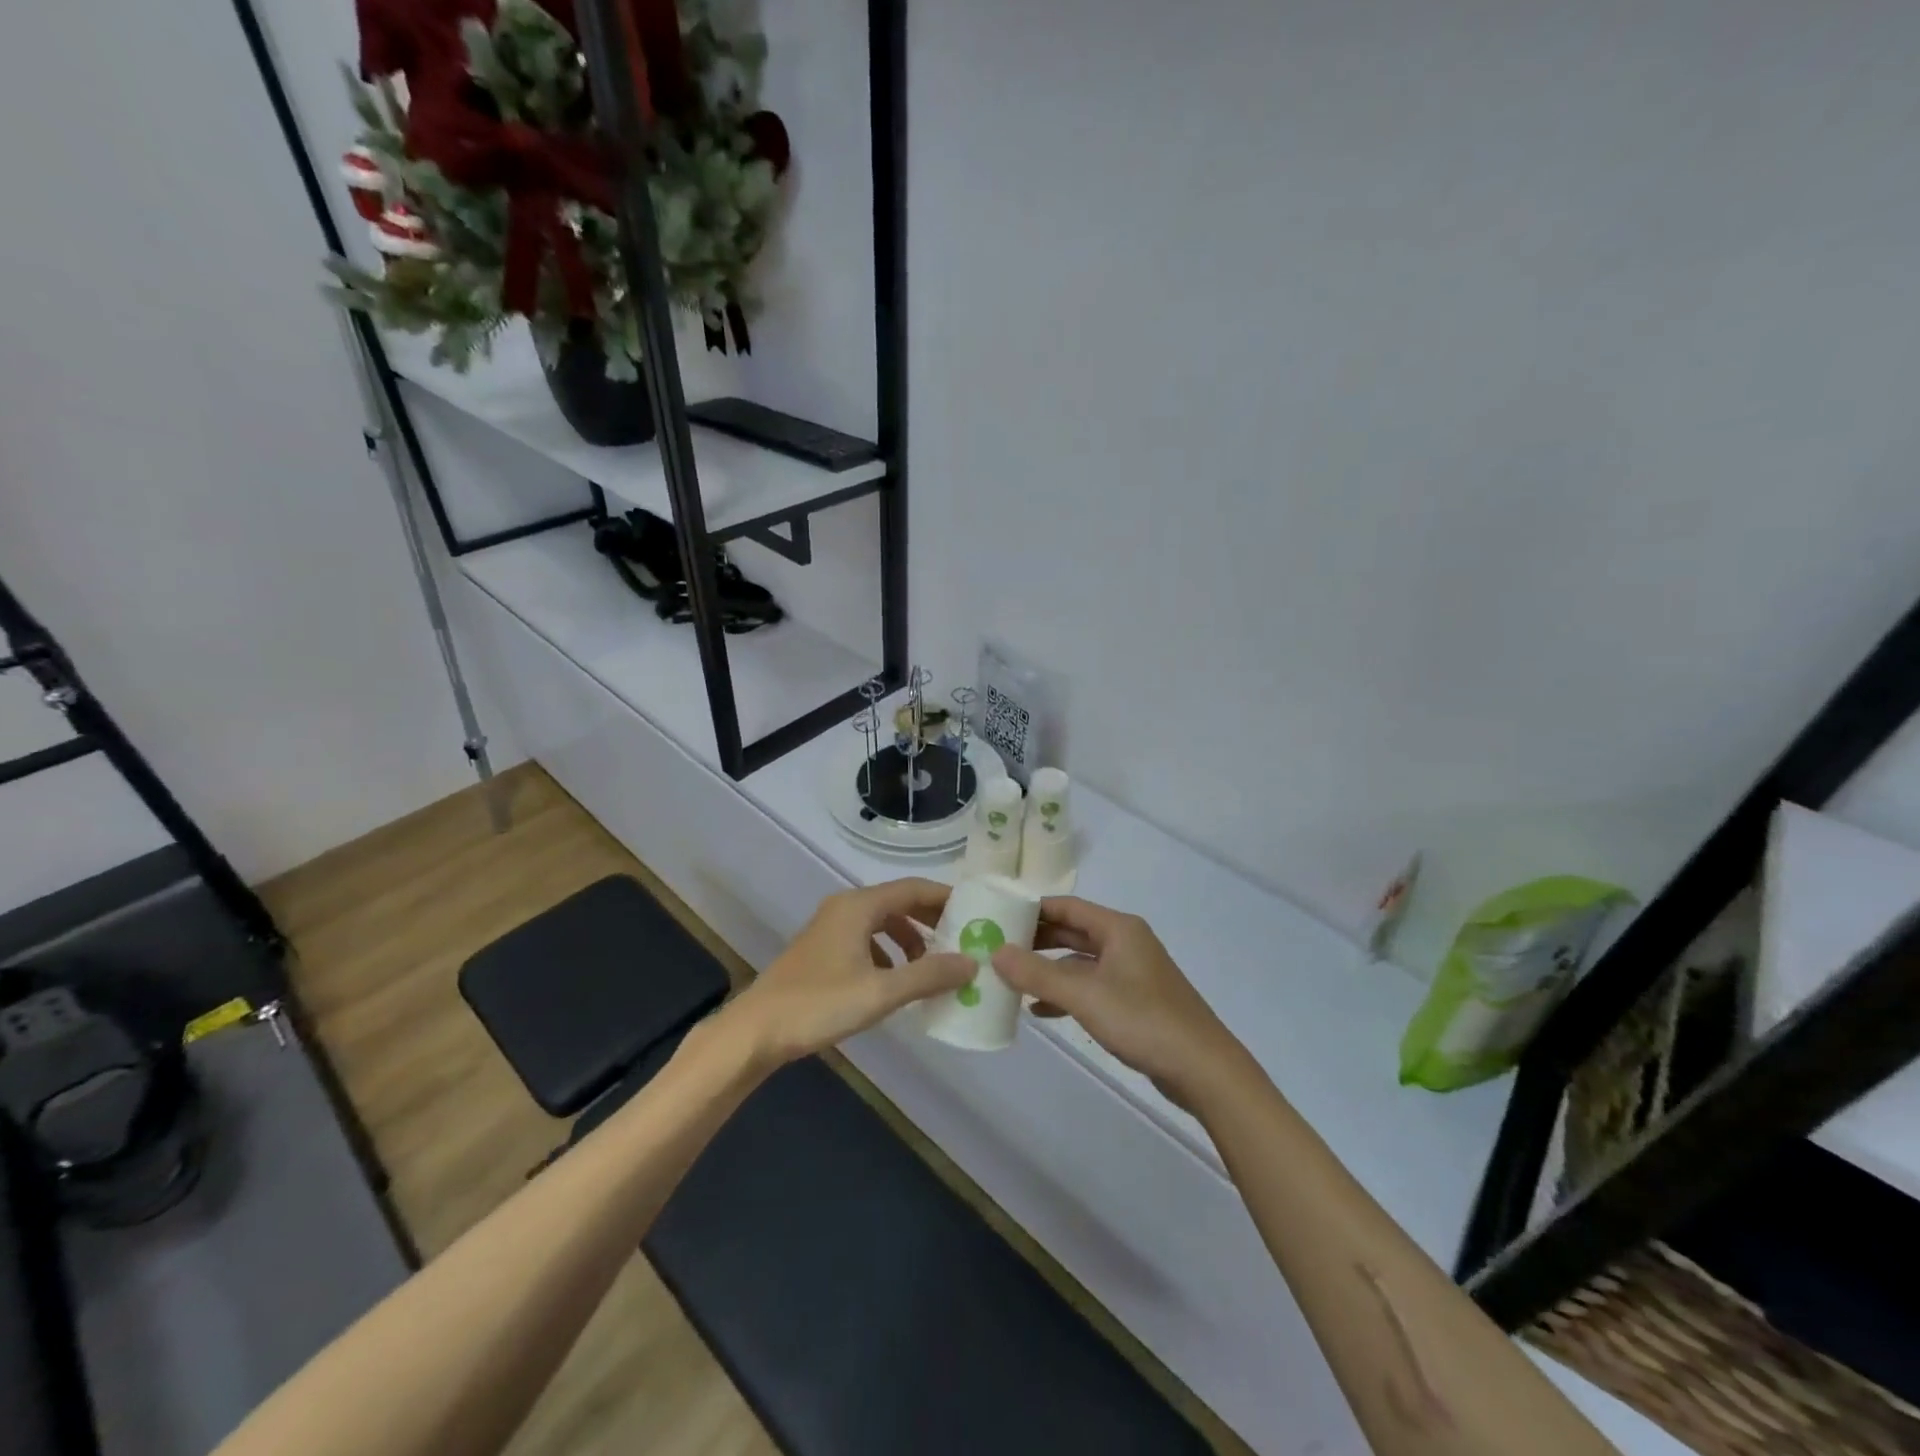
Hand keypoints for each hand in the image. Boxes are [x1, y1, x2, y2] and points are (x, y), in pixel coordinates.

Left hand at [726, 879, 974, 1066]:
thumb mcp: (881, 991)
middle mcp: (845, 908)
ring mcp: (830, 928)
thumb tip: (971, 963)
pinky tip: (895, 981)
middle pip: (898, 903)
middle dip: (930, 920)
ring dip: (909, 939)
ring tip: (931, 965)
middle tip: (961, 939)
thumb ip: (928, 975)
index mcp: (859, 906)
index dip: (946, 898)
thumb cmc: (819, 1004)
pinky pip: (866, 940)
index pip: (913, 888)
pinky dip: (888, 953)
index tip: (975, 911)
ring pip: (881, 923)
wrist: (756, 1031)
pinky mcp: (822, 950)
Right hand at [992, 897, 1244, 1107]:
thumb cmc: (1143, 1020)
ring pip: (1079, 961)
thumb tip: (996, 952)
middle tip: (997, 947)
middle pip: (1072, 931)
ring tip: (1011, 979)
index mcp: (1118, 928)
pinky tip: (1039, 1011)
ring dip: (1048, 969)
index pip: (1067, 906)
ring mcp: (1131, 973)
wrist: (1203, 1069)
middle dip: (1036, 940)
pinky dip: (1065, 994)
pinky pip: (1090, 987)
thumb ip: (1038, 974)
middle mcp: (1125, 943)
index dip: (1032, 909)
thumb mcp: (1085, 995)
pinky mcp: (1133, 1001)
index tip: (997, 916)